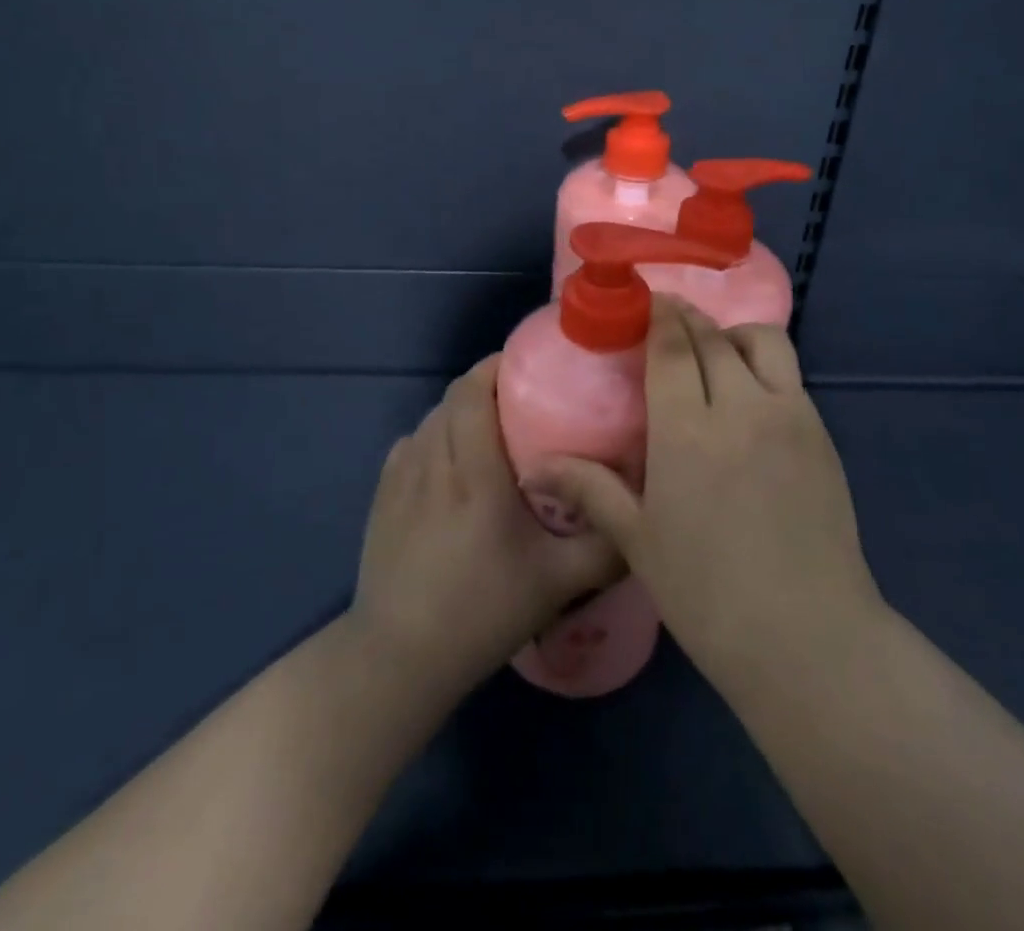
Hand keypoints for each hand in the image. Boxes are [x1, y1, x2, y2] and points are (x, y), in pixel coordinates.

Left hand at [349, 355, 623, 700]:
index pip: (472, 390)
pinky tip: (452, 468)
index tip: (529, 367)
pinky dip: (434, 439)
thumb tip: (642, 510)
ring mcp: (400, 477)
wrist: (399, 658)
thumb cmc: (482, 611)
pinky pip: (411, 445)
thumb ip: (605, 543)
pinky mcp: (381, 497)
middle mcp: (432, 460)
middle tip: (523, 403)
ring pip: (431, 419)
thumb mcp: (558, 582)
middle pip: (452, 398)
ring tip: (491, 434)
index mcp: (473, 471)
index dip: (496, 366)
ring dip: (460, 413)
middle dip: (485, 387)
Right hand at [521, 298, 881, 684]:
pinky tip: (748, 397)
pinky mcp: (821, 433)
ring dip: (732, 333)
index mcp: (687, 430)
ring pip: (762, 342)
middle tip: (667, 320)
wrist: (807, 636)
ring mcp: (788, 416)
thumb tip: (536, 465)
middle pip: (712, 336)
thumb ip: (590, 489)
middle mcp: (740, 406)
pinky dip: (763, 364)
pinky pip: (789, 376)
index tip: (644, 302)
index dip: (658, 315)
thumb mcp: (638, 541)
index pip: (672, 346)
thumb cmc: (708, 594)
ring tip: (713, 353)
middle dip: (686, 318)